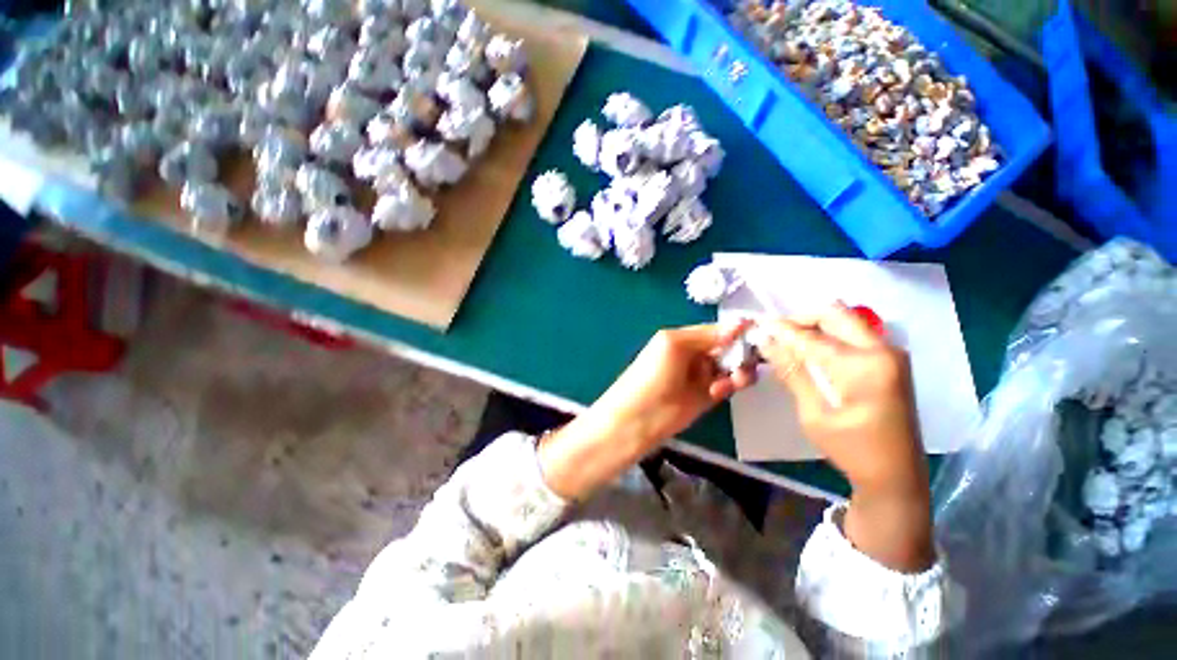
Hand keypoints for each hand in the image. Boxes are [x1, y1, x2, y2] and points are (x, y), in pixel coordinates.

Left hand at [539, 323, 755, 500]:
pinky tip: (721, 389)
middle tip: (750, 360)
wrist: (638, 417)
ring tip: (734, 379)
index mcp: (684, 338)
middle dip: (741, 351)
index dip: (737, 330)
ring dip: (738, 369)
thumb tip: (741, 322)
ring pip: (731, 366)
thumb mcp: (674, 345)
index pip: (717, 329)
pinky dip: (731, 384)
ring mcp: (701, 375)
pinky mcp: (707, 395)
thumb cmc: (651, 374)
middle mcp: (695, 354)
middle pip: (728, 347)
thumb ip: (707, 335)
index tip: (760, 332)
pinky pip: (728, 384)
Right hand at [759, 304, 933, 571]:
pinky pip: (852, 334)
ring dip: (813, 326)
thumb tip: (766, 342)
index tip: (756, 327)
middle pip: (834, 313)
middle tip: (774, 335)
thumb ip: (792, 372)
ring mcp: (890, 353)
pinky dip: (827, 335)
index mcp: (864, 366)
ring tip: (786, 344)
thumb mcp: (814, 414)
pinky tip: (809, 352)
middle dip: (799, 319)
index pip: (812, 336)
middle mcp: (882, 350)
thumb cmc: (852, 449)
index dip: (780, 330)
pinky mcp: (889, 360)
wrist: (896, 475)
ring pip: (843, 320)